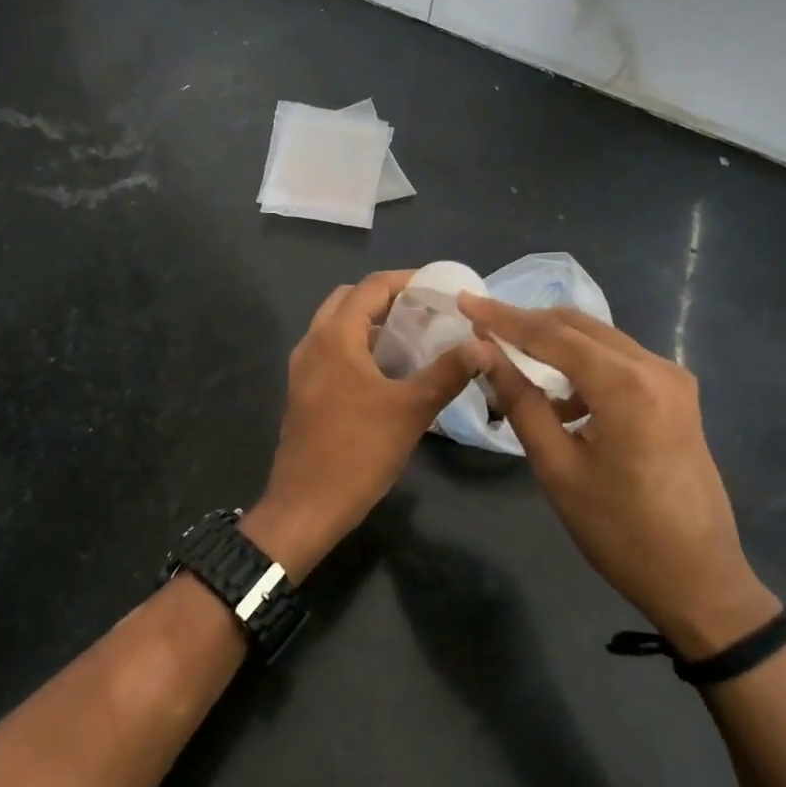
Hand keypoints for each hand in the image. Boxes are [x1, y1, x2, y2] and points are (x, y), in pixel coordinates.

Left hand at [245, 271, 496, 580]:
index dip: (406, 281)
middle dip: (386, 299)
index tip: (438, 288)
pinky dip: (358, 347)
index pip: (371, 287)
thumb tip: (482, 346)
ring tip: (412, 338)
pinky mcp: (303, 391)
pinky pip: (331, 352)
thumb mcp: (411, 410)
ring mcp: (303, 369)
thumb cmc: (358, 452)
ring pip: (337, 327)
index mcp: (335, 337)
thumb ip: (447, 372)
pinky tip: (387, 372)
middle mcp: (313, 343)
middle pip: (349, 301)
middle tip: (424, 311)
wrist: (306, 506)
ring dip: (371, 324)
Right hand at [458, 296, 778, 656]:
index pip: (551, 335)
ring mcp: (672, 379)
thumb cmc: (620, 531)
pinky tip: (560, 397)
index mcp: (626, 385)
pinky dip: (583, 365)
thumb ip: (520, 401)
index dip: (503, 317)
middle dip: (527, 323)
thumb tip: (483, 352)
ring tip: (511, 361)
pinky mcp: (677, 395)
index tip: (464, 299)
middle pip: (578, 326)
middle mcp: (655, 368)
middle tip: (481, 327)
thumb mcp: (557, 467)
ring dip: (554, 343)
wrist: (700, 580)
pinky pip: (619, 361)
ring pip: (599, 339)